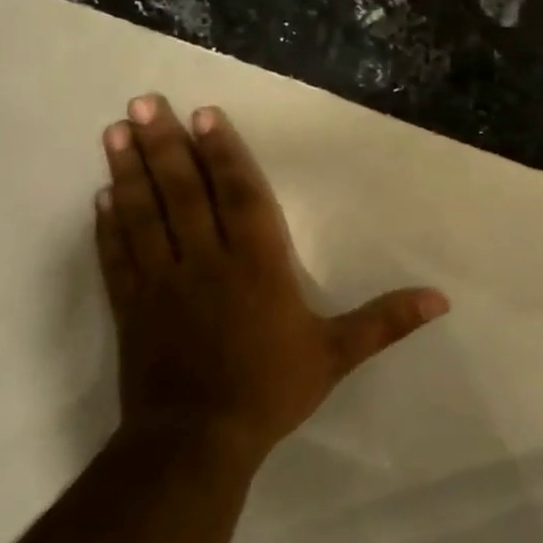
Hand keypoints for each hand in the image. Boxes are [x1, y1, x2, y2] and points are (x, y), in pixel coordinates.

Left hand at [94, 94, 448, 466]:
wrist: (195, 442)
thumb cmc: (270, 389)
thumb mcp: (336, 354)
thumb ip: (386, 321)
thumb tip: (441, 299)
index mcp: (257, 263)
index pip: (238, 195)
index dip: (222, 152)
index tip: (203, 114)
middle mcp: (206, 260)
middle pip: (183, 191)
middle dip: (165, 144)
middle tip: (145, 101)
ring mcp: (162, 281)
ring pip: (144, 213)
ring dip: (130, 170)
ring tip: (116, 130)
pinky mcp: (132, 306)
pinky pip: (117, 255)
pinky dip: (107, 224)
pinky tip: (101, 196)